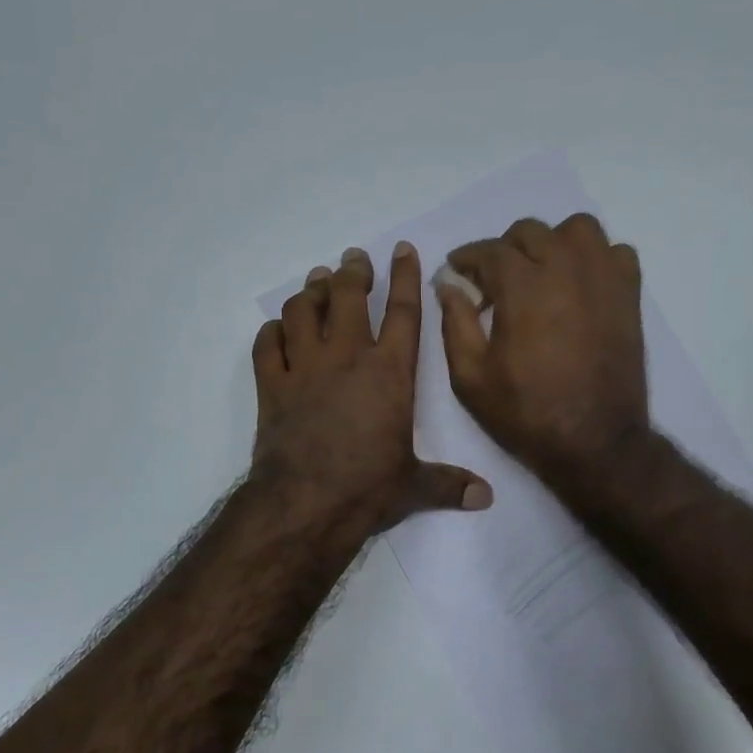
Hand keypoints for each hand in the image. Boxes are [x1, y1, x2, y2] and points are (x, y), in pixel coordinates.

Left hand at [251, 243, 492, 531]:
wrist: (306, 504)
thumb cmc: (367, 488)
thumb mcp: (415, 486)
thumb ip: (449, 484)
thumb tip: (486, 499)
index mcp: (390, 372)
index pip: (403, 311)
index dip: (404, 275)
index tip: (401, 249)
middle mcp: (347, 357)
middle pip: (347, 297)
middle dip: (352, 271)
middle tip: (353, 259)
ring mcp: (305, 368)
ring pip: (303, 311)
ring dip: (310, 292)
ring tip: (317, 282)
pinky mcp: (272, 386)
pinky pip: (267, 345)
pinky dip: (271, 331)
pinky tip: (277, 328)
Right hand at [437, 214, 649, 480]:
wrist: (594, 441)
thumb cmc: (526, 412)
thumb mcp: (470, 376)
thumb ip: (455, 322)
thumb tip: (448, 284)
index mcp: (522, 286)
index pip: (488, 250)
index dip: (466, 258)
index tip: (457, 270)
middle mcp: (565, 269)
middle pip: (530, 232)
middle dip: (504, 250)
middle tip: (494, 282)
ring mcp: (603, 279)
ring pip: (578, 230)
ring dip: (553, 243)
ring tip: (542, 274)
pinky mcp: (629, 295)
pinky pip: (616, 253)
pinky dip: (596, 259)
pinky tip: (581, 285)